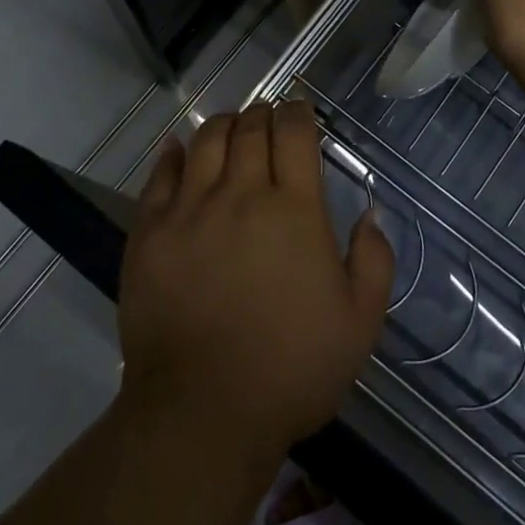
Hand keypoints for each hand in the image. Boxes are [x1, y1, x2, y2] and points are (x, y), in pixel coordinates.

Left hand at [116, 100, 395, 469]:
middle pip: (249, 129)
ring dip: (223, 125)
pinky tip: (181, 150)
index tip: (300, 112)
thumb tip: (371, 214)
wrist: (202, 412)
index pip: (294, 134)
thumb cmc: (291, 369)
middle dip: (262, 114)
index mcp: (294, 210)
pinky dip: (174, 154)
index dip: (298, 113)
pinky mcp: (149, 232)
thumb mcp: (360, 324)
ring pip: (205, 142)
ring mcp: (189, 210)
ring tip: (231, 128)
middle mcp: (240, 195)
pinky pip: (160, 175)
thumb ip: (374, 261)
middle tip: (268, 119)